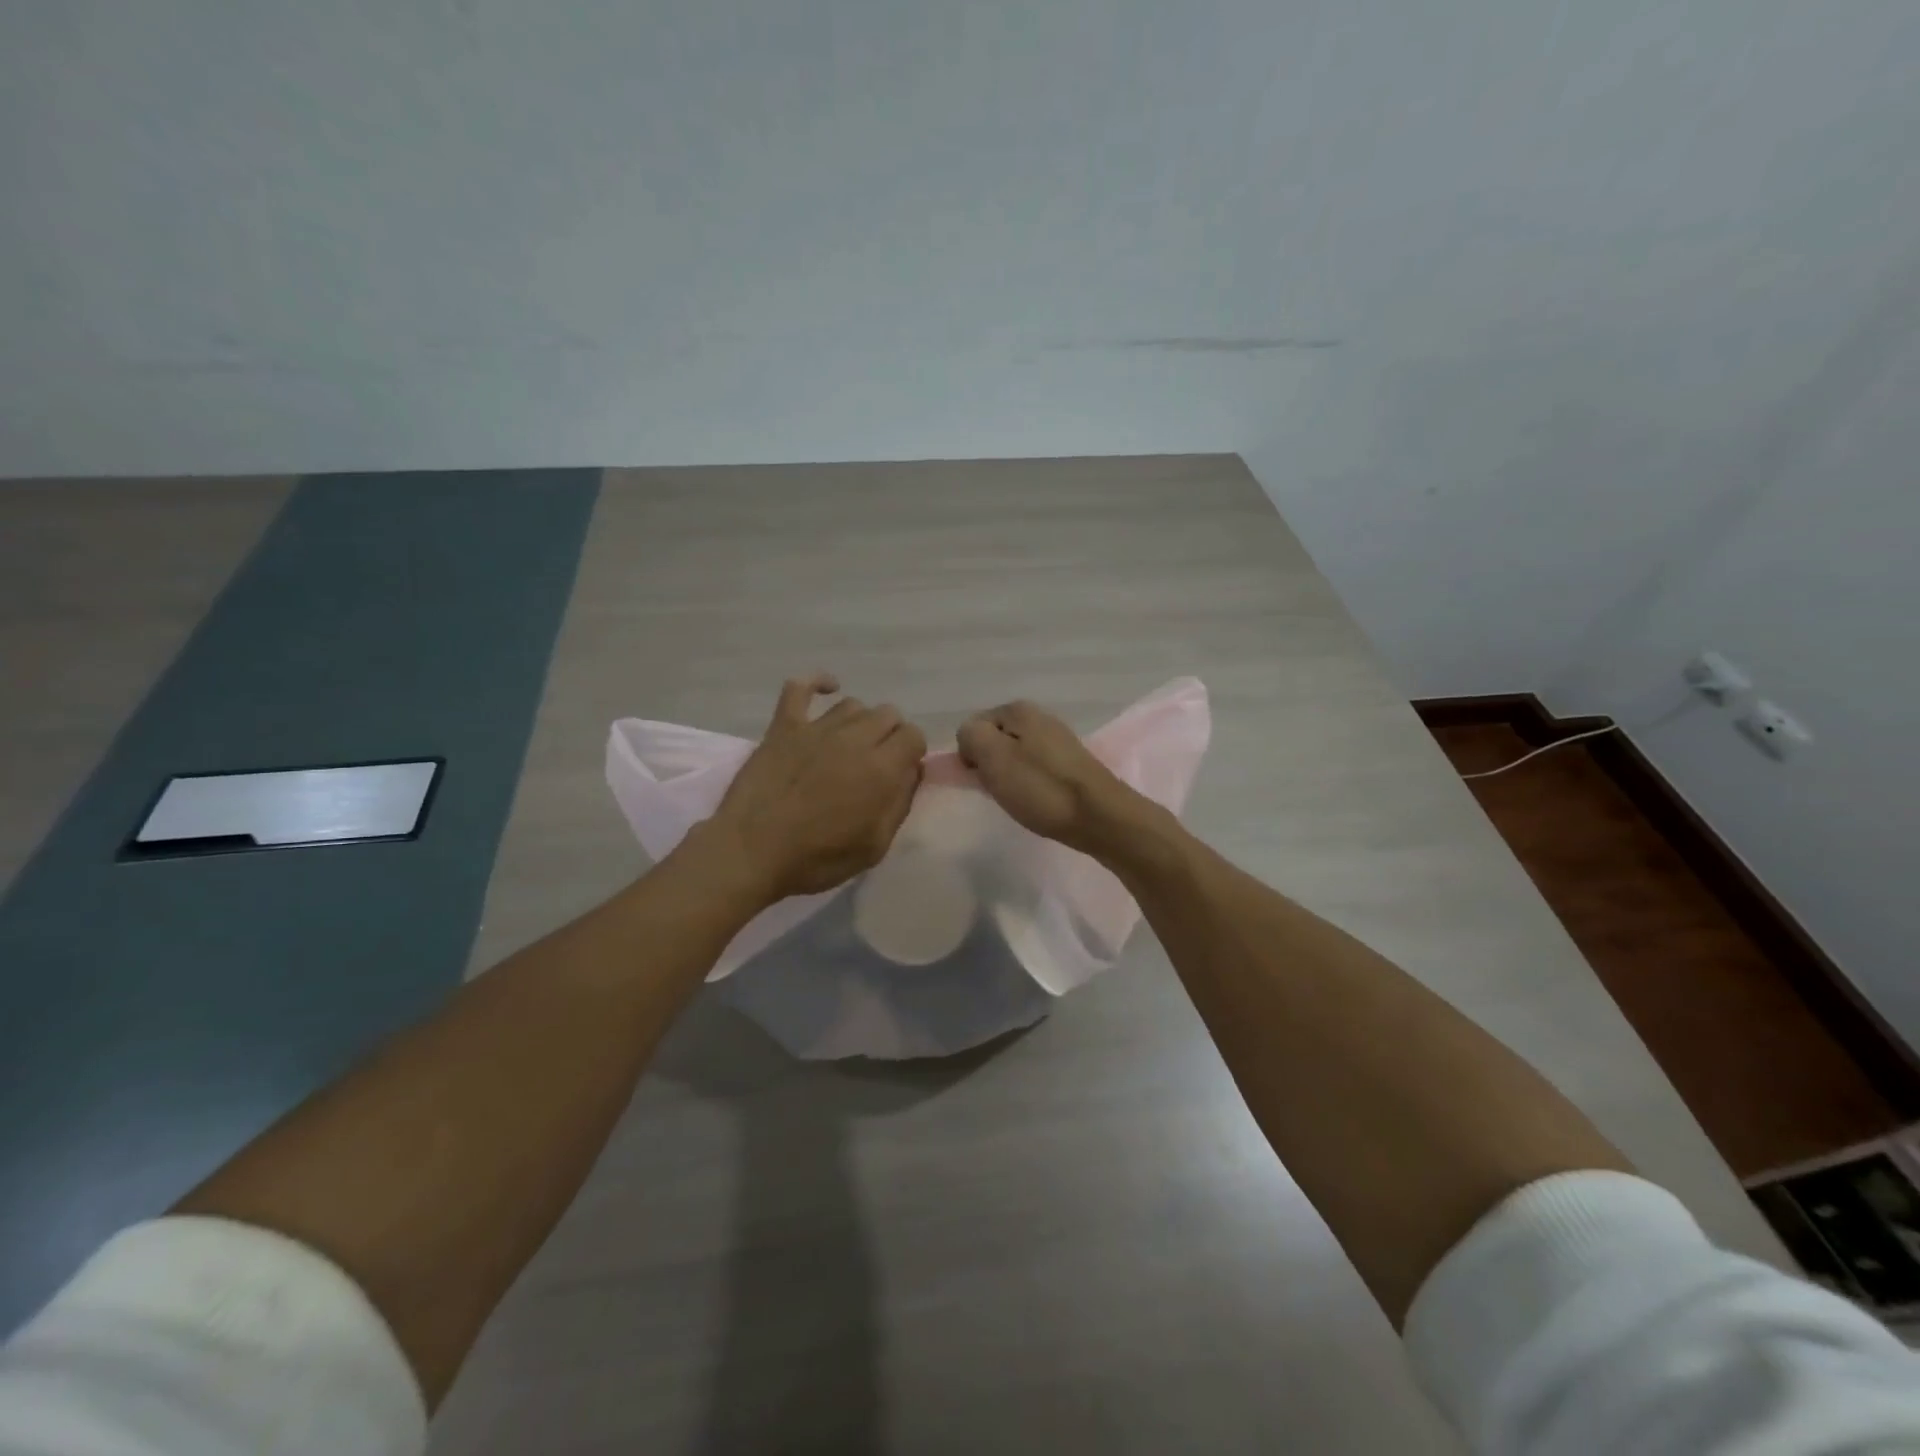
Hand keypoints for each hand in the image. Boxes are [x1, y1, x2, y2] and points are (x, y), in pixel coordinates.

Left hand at [701, 675, 926, 902]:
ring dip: (859, 722)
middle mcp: (854, 738)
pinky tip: (826, 690)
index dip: (911, 753)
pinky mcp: (783, 726)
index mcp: (881, 768)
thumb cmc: (817, 857)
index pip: (913, 736)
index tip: (900, 773)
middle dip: (891, 735)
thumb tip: (912, 772)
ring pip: (853, 704)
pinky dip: (816, 683)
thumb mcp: (874, 846)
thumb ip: (900, 804)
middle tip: (876, 763)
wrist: (751, 852)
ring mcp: (816, 728)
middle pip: (888, 714)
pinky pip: (800, 688)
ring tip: (849, 745)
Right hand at [956, 699, 1159, 858]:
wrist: (1100, 817)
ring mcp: (1057, 739)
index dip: (970, 754)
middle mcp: (1039, 716)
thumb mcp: (994, 757)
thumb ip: (971, 736)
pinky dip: (1030, 784)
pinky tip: (1038, 800)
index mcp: (1018, 709)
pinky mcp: (1070, 762)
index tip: (983, 778)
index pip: (972, 727)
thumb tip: (970, 737)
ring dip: (1009, 777)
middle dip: (990, 765)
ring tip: (1020, 798)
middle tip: (1000, 790)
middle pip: (994, 740)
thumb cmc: (1041, 788)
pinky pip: (1034, 768)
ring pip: (1013, 755)